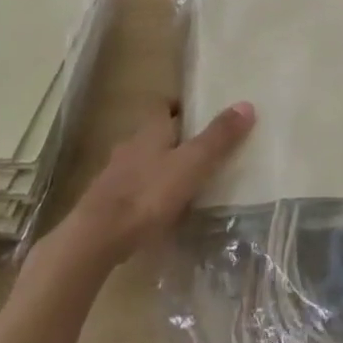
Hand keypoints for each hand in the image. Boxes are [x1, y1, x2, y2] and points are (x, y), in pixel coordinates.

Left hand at [64, 101, 255, 263]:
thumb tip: (247, 104)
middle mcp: (130, 145)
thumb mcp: (191, 164)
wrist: (96, 238)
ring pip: (143, 161)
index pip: (163, 105)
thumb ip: (218, 138)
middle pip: (154, 133)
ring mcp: (115, 175)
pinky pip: (133, 189)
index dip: (181, 106)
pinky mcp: (107, 203)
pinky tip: (160, 212)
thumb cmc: (148, 193)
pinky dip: (148, 194)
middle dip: (175, 139)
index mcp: (150, 129)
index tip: (200, 113)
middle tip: (200, 150)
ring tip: (185, 183)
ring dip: (160, 167)